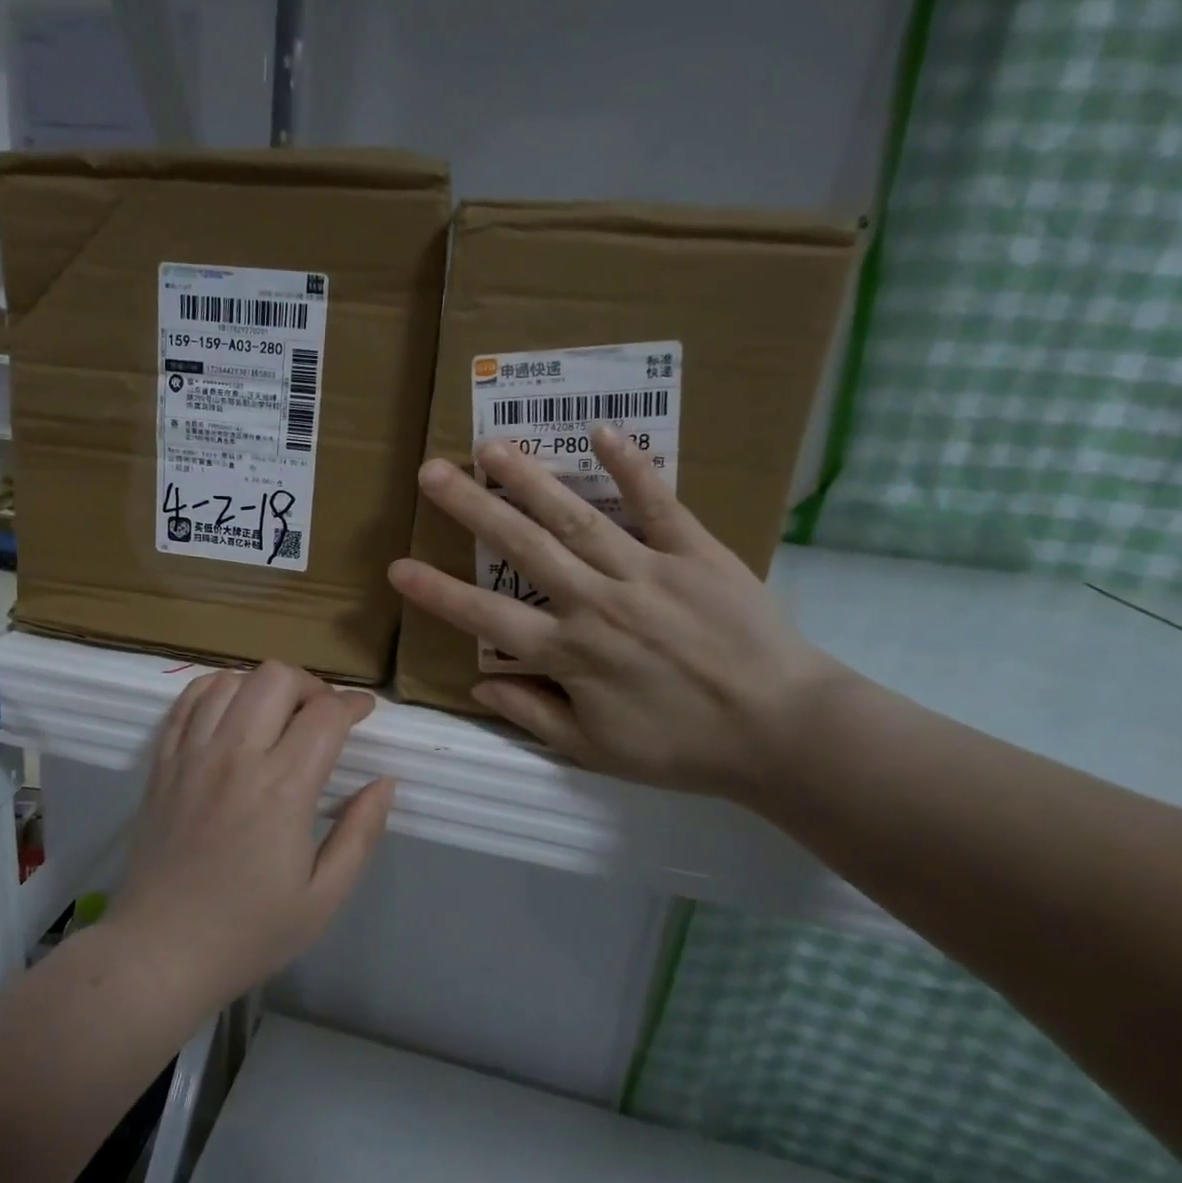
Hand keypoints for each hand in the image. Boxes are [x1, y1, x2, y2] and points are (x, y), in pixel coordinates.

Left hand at [107, 663, 395, 1004]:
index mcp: (282, 789)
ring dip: (263, 688)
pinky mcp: (162, 763)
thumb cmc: (249, 933)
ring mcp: (192, 755)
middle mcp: (235, 757)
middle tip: (321, 716)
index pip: (325, 715)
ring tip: (276, 717)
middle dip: (310, 686)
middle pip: (277, 678)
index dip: (353, 704)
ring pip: (231, 680)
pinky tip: (231, 712)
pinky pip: (187, 701)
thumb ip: (361, 833)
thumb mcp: (324, 898)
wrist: (158, 954)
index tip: (364, 712)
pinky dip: (215, 691)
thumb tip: (384, 782)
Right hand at [387, 427, 849, 800]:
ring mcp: (646, 572)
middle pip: (523, 548)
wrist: (783, 731)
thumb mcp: (596, 751)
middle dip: (473, 508)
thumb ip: (534, 714)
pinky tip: (602, 431)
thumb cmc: (683, 746)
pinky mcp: (696, 553)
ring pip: (577, 518)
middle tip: (432, 472)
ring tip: (492, 446)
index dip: (438, 593)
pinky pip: (660, 504)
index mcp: (571, 654)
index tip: (398, 567)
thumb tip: (477, 687)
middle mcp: (597, 603)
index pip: (487, 618)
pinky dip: (632, 467)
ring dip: (531, 479)